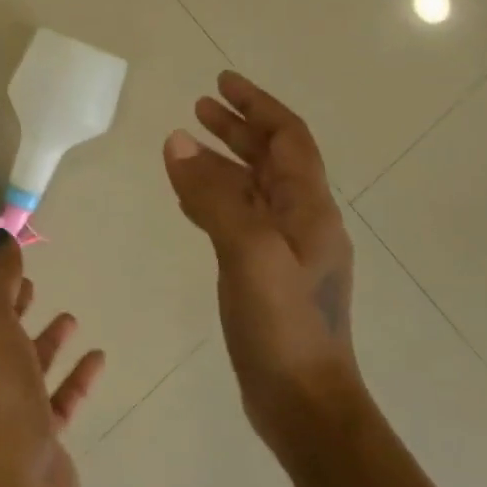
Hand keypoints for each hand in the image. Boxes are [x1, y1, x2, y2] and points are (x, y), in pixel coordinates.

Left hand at [0, 231, 104, 486]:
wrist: (10, 476)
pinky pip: (58, 396)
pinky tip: (97, 356)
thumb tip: (1, 237)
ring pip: (25, 363)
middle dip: (10, 305)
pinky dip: (74, 376)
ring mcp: (6, 404)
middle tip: (31, 282)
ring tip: (69, 316)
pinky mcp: (37, 432)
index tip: (0, 260)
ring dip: (45, 340)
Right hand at [162, 72, 361, 466]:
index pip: (288, 138)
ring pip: (254, 189)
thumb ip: (213, 195)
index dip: (256, 105)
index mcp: (309, 209)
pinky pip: (239, 219)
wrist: (305, 404)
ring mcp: (285, 251)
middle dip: (238, 128)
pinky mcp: (266, 275)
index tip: (221, 82)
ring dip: (225, 161)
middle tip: (199, 107)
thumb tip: (177, 142)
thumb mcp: (247, 252)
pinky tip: (191, 199)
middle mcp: (302, 222)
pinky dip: (216, 197)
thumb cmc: (283, 325)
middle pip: (272, 159)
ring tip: (188, 145)